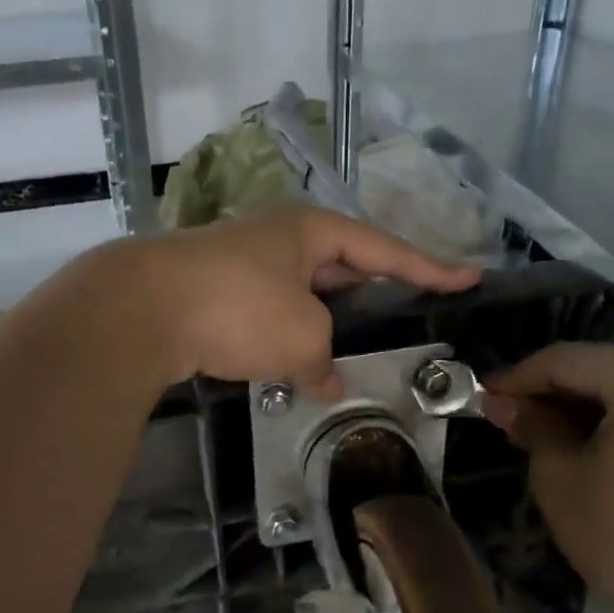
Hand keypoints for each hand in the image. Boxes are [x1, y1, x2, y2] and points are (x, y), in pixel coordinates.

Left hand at [112, 207, 480, 393]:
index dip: (431, 268)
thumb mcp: (302, 336)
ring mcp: (243, 262)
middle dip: (375, 294)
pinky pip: (270, 312)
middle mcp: (279, 237)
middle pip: (343, 266)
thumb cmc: (239, 307)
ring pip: (304, 294)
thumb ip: (324, 360)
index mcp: (312, 230)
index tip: (470, 278)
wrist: (143, 309)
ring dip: (328, 324)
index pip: (386, 250)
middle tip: (410, 315)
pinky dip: (290, 337)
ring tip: (356, 353)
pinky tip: (298, 366)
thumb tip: (328, 382)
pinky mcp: (214, 291)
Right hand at [483, 345, 613, 612]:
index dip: (518, 378)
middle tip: (518, 422)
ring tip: (562, 441)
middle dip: (558, 395)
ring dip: (597, 410)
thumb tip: (507, 403)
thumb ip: (534, 427)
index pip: (566, 360)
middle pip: (609, 370)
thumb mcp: (561, 480)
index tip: (485, 398)